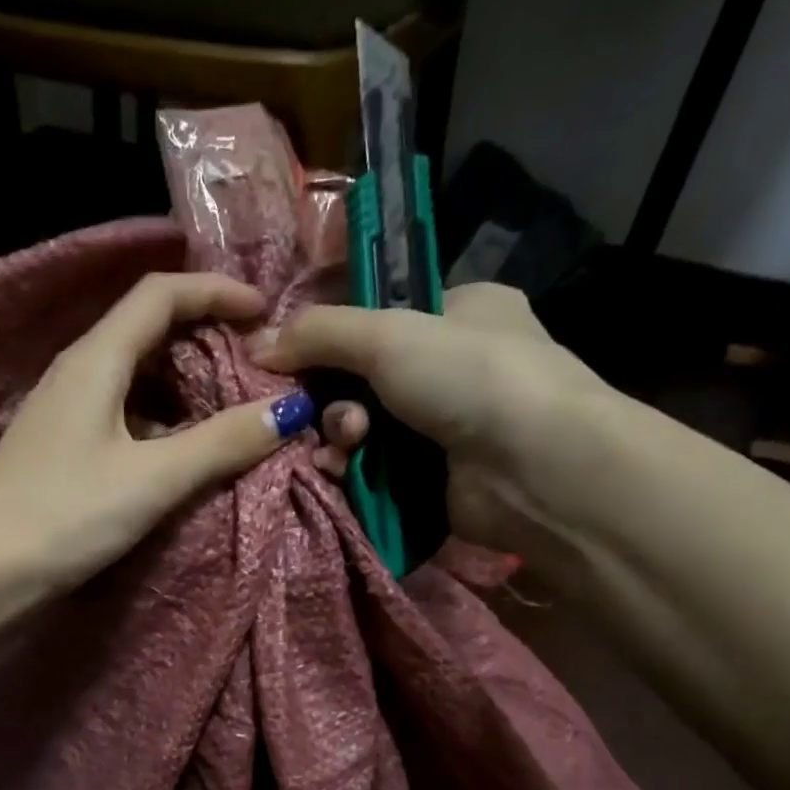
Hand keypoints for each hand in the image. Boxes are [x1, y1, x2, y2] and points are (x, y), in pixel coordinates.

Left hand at [0, 273, 312, 594]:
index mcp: (95, 360)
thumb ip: (219, 444)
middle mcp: (78, 374)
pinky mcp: (63, 451)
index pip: (160, 294)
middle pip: (148, 331)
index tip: (265, 314)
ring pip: (136, 378)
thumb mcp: (151, 479)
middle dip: (205, 337)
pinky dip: (162, 422)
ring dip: (185, 384)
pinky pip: (123, 416)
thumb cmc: (63, 516)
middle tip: (256, 364)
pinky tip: (184, 452)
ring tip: (232, 408)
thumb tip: (288, 410)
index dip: (216, 292)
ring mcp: (66, 414)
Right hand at [250, 283, 639, 552]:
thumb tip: (255, 343)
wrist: (534, 468)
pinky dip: (354, 469)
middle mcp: (454, 366)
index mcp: (459, 311)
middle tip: (322, 413)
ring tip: (345, 446)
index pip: (378, 319)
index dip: (332, 339)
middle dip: (334, 399)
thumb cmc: (469, 377)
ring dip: (340, 436)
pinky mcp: (435, 478)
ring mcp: (446, 426)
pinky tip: (343, 473)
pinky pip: (375, 468)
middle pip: (363, 379)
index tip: (294, 359)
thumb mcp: (387, 335)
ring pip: (364, 427)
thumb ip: (319, 333)